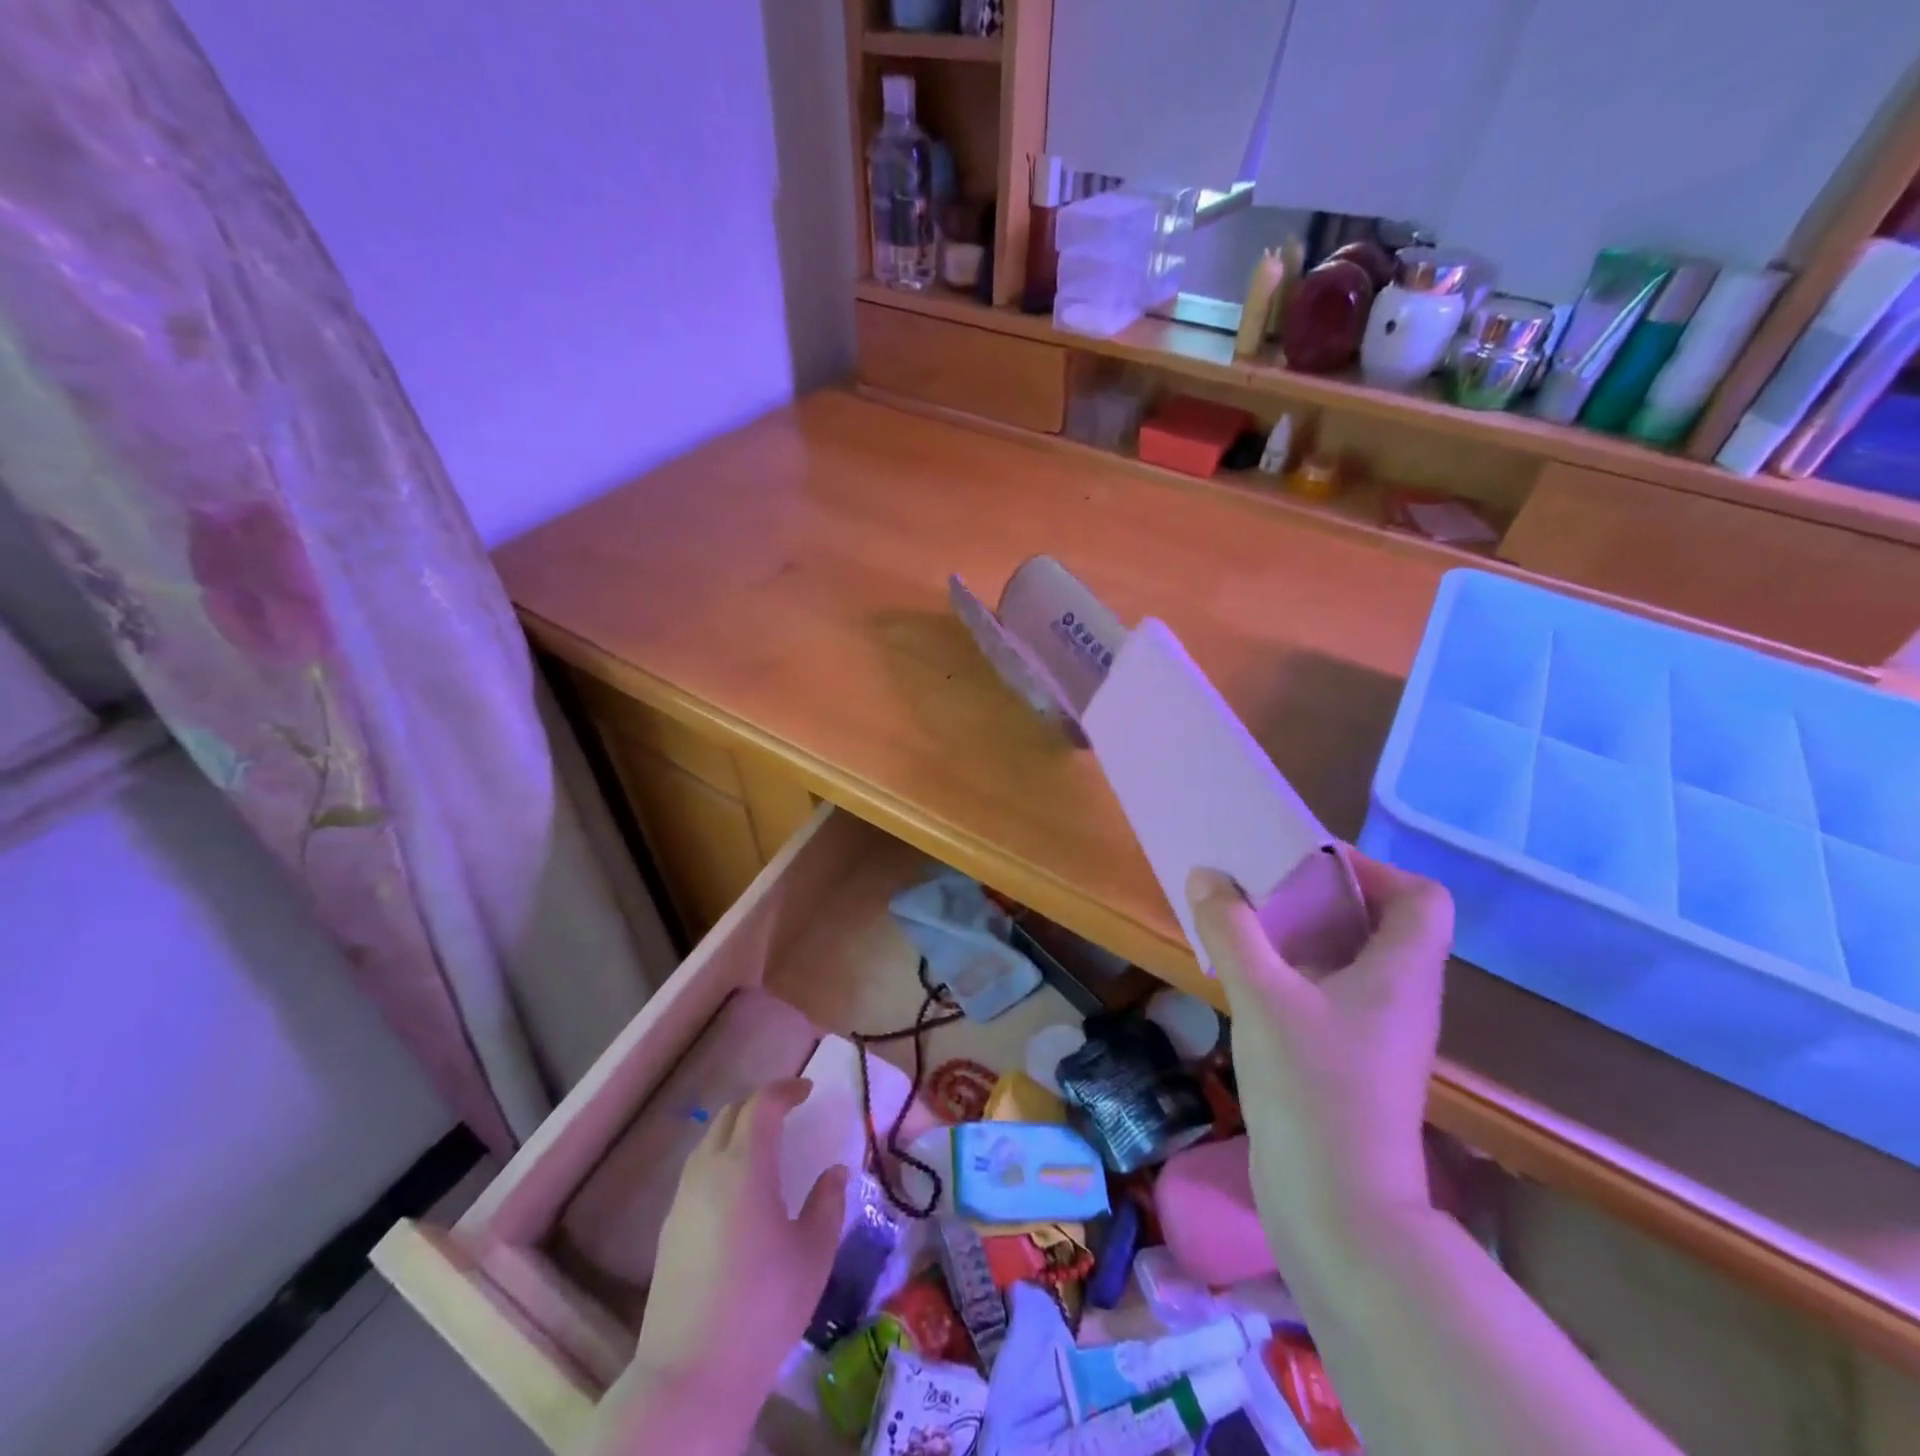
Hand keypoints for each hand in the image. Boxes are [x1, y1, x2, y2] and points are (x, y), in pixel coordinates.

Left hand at [630, 1079, 848, 1400]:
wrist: (690, 1376)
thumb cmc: (764, 1306)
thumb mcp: (813, 1252)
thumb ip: (828, 1202)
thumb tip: (835, 1172)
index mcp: (745, 1166)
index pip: (761, 1104)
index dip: (785, 1090)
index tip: (807, 1091)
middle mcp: (708, 1171)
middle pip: (730, 1115)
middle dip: (760, 1105)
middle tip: (788, 1113)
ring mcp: (682, 1201)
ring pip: (709, 1142)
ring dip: (737, 1131)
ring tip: (765, 1149)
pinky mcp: (668, 1230)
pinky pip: (697, 1173)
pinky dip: (721, 1160)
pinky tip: (738, 1192)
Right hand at [1187, 853, 1452, 1268]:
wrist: (1338, 1210)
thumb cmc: (1312, 1090)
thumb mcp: (1261, 997)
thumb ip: (1231, 930)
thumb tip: (1207, 874)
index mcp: (1402, 973)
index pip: (1421, 898)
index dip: (1374, 870)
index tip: (1310, 864)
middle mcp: (1401, 998)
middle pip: (1379, 923)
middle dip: (1321, 896)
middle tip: (1264, 885)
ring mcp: (1378, 1035)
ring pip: (1350, 961)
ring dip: (1302, 935)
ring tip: (1246, 924)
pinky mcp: (1352, 1063)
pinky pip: (1329, 994)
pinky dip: (1294, 974)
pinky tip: (1248, 981)